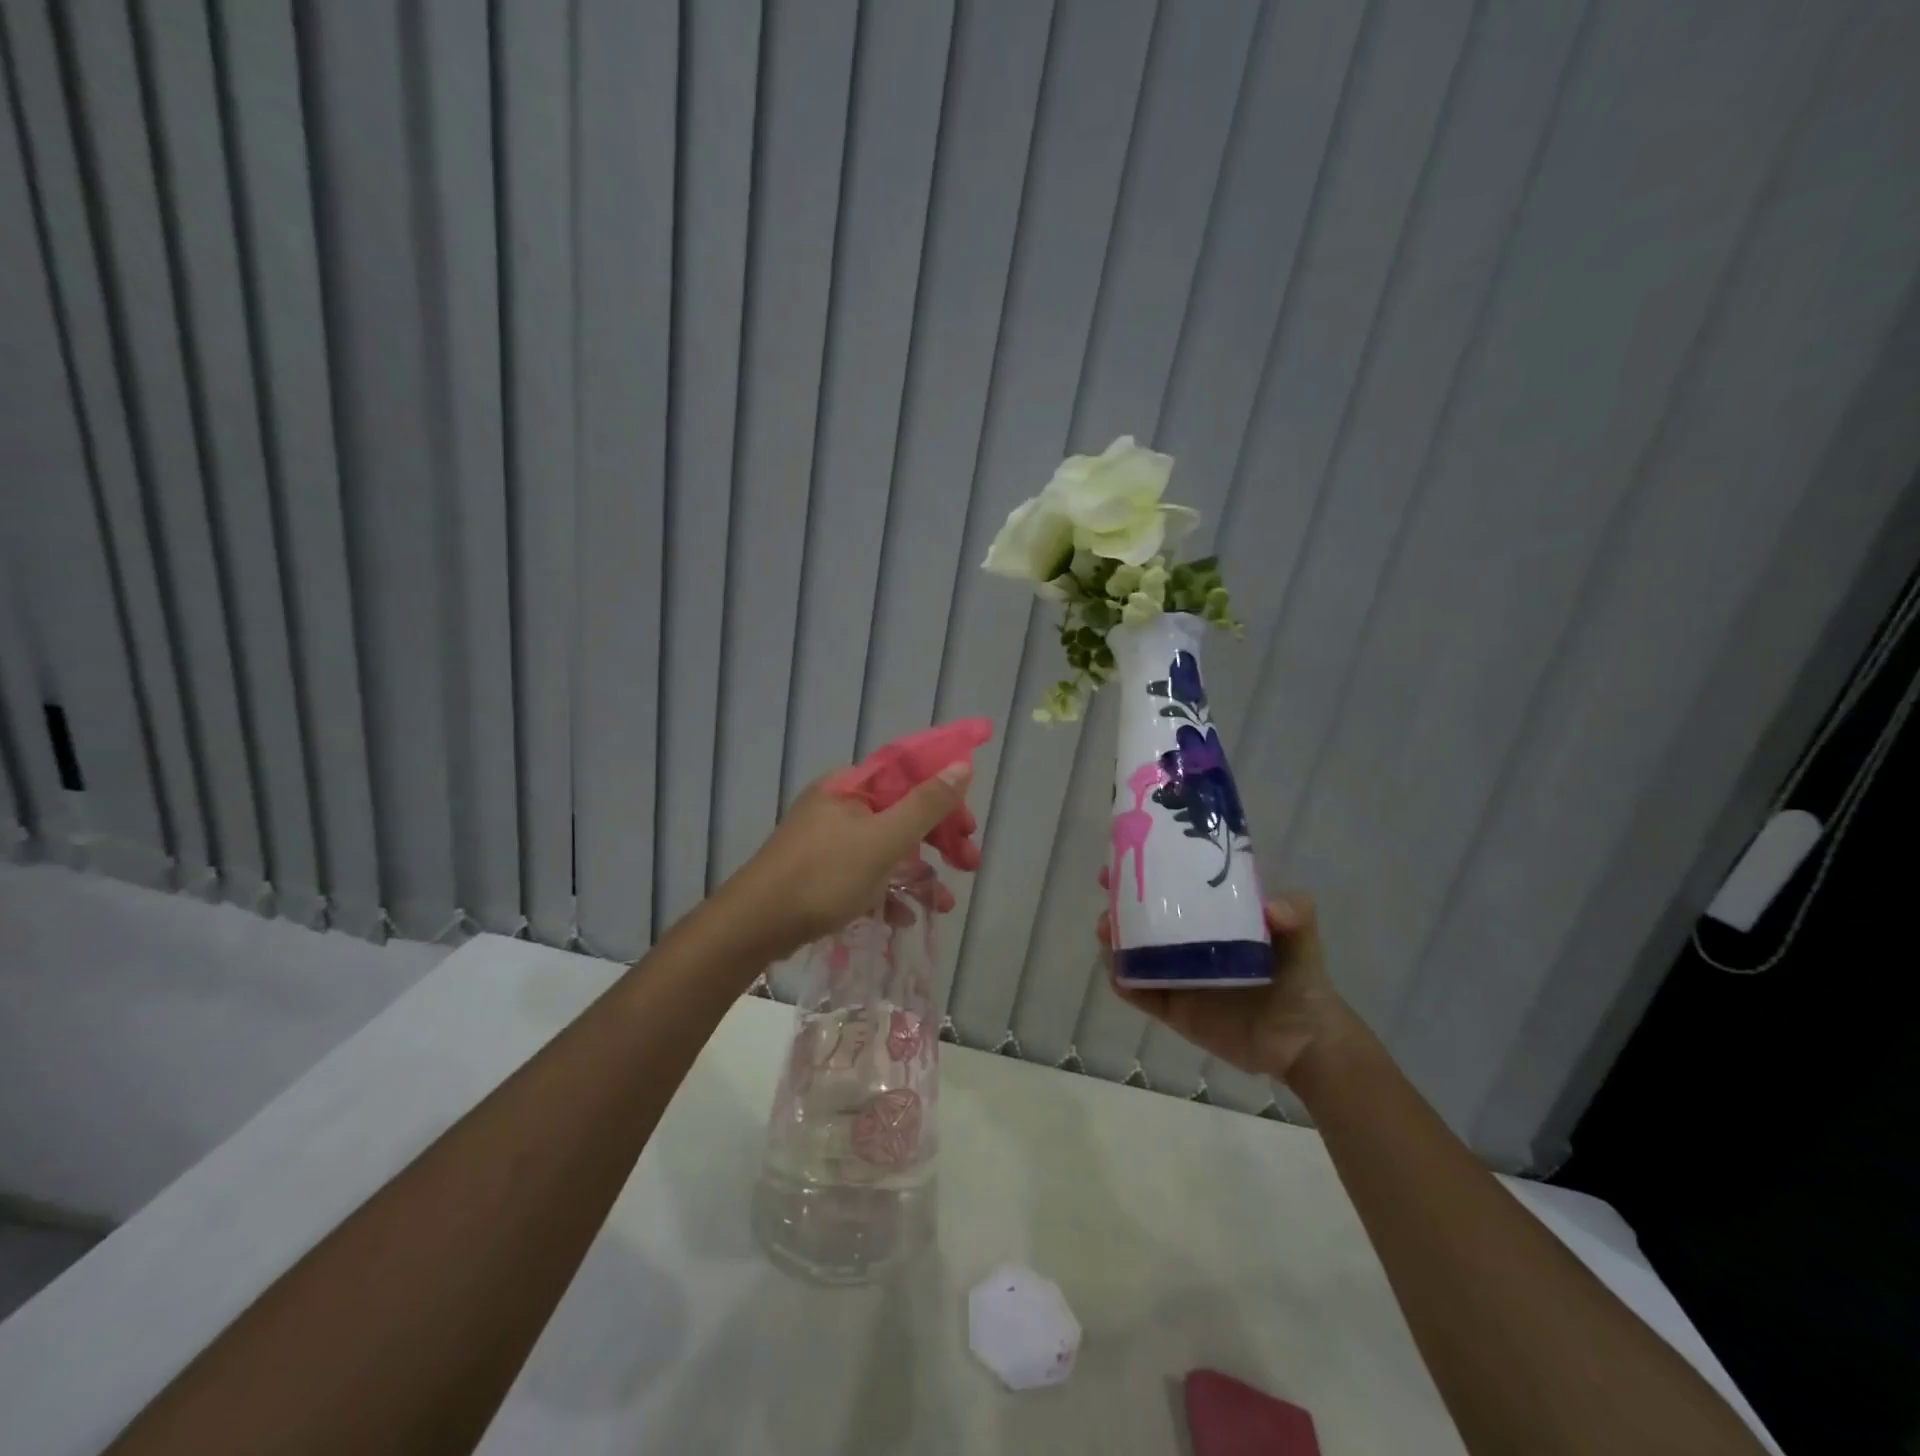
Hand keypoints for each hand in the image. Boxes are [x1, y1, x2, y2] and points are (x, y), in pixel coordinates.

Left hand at [719, 763, 976, 958]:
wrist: (753, 926)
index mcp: (852, 786)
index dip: (946, 798)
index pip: (910, 776)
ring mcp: (828, 841)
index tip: (970, 828)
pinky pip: (865, 874)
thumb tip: (962, 764)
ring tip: (945, 903)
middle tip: (968, 864)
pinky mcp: (820, 873)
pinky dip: (888, 892)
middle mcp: (840, 806)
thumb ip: (926, 804)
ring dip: (919, 873)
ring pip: (886, 848)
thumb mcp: (882, 840)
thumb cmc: (823, 876)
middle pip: (902, 813)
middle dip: (938, 840)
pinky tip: (904, 917)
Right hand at [1097, 876, 1356, 1085]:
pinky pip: (1139, 993)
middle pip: (1143, 916)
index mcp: (1211, 917)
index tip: (1124, 856)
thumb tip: (1272, 909)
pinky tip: (1116, 972)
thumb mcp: (1302, 935)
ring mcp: (1177, 975)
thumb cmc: (1301, 978)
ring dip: (1114, 939)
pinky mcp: (1172, 1009)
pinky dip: (1122, 982)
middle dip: (1119, 902)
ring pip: (1134, 952)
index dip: (1145, 869)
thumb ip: (1295, 913)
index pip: (1173, 887)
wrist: (1304, 1040)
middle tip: (1108, 893)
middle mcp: (1188, 942)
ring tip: (1107, 931)